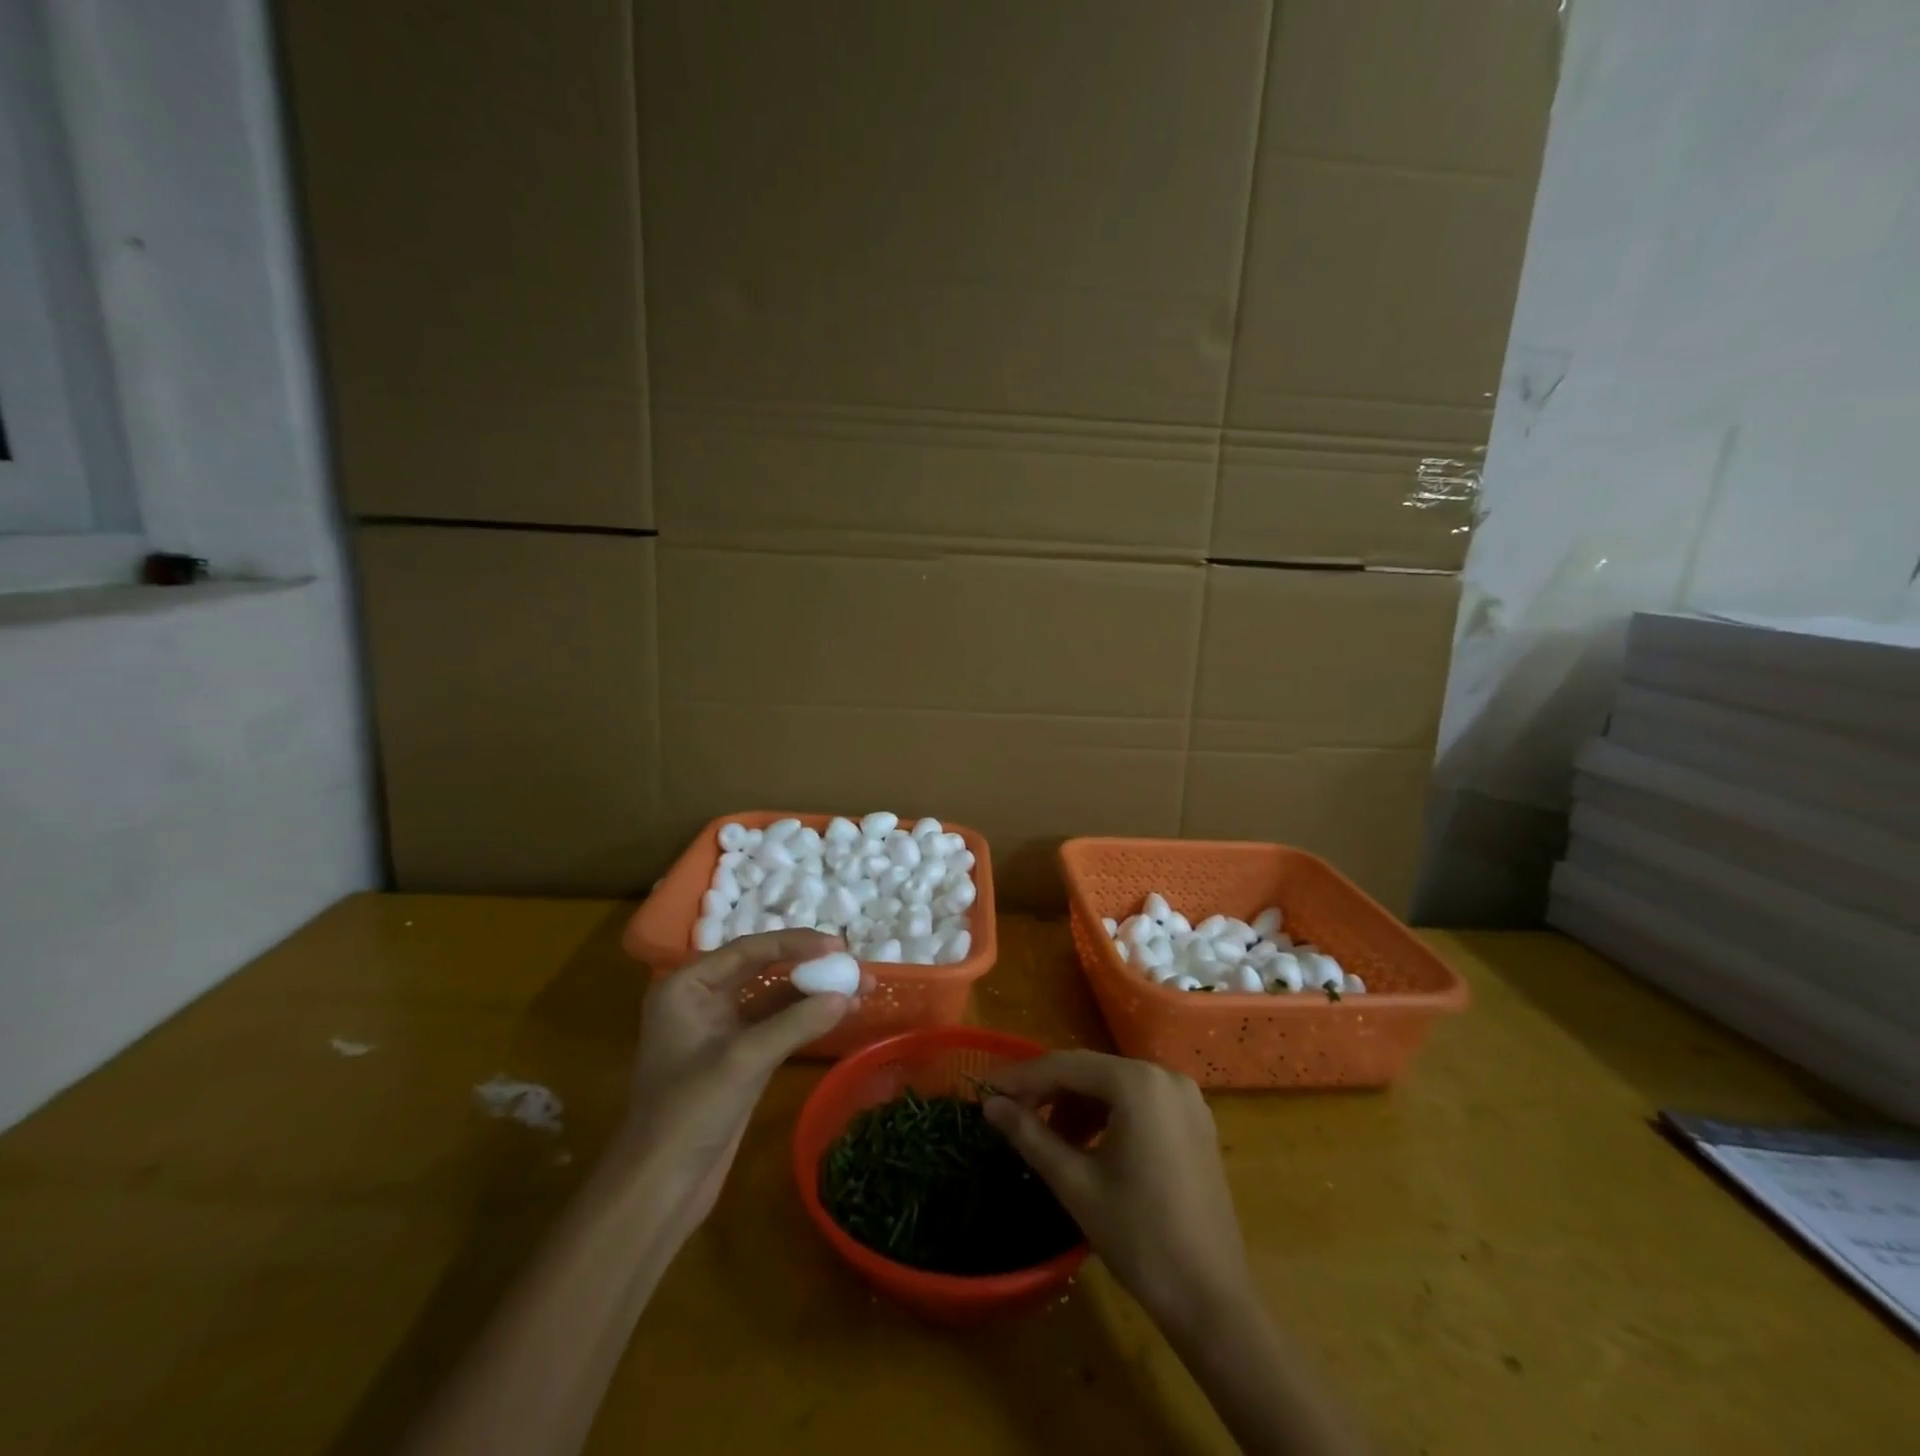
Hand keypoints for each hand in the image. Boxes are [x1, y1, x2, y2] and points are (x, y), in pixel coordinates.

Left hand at [623, 930, 860, 1232]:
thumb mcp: (743, 1061)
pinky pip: (777, 1025)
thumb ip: (796, 1022)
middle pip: (763, 969)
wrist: (659, 1190)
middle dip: (810, 967)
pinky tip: (840, 1014)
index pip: (749, 950)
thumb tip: (847, 994)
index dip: (795, 944)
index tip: (838, 945)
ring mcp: (721, 1030)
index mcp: (687, 986)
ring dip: (814, 993)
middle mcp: (702, 999)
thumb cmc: (688, 1113)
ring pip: (774, 998)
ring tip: (860, 988)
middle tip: (853, 965)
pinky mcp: (738, 1058)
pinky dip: (807, 1019)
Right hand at [983, 1051, 1248, 1327]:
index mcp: (1138, 1083)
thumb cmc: (1138, 1238)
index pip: (1066, 1066)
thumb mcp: (1075, 1183)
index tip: (987, 1091)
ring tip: (1047, 1138)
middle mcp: (1165, 1075)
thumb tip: (990, 1104)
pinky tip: (1086, 1144)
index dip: (1022, 1078)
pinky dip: (1108, 1114)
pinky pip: (1139, 1102)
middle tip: (1011, 1115)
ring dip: (1077, 1104)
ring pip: (1114, 1085)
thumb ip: (1030, 1135)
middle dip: (1049, 1091)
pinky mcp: (1194, 1121)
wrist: (1211, 1300)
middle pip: (1092, 1071)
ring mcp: (1185, 1097)